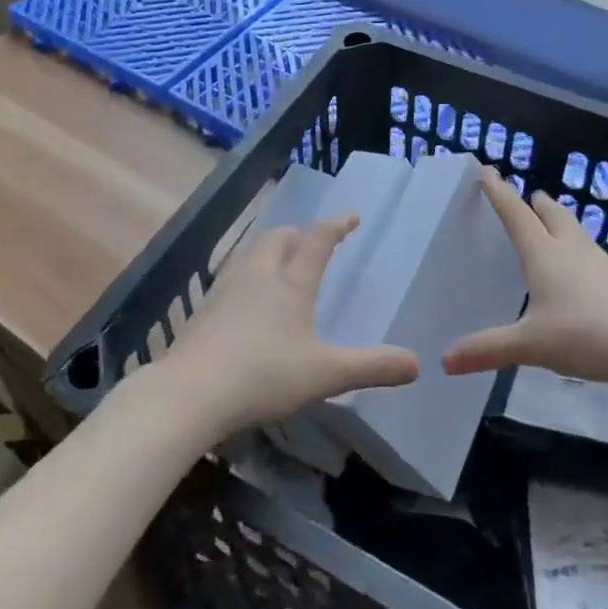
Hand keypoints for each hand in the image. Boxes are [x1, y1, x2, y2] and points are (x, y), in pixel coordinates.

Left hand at [156, 214, 418, 439]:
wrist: (191, 392)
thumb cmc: (264, 375)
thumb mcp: (325, 374)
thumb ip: (371, 367)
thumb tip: (416, 364)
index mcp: (292, 282)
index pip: (318, 240)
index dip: (336, 226)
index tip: (351, 217)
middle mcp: (260, 273)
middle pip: (280, 237)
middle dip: (300, 234)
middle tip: (312, 242)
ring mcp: (228, 287)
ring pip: (253, 252)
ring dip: (271, 249)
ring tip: (280, 262)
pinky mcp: (205, 307)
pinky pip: (233, 275)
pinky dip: (249, 273)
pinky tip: (246, 298)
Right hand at [443, 166, 607, 386]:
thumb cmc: (583, 334)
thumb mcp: (530, 345)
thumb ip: (488, 350)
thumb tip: (445, 361)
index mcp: (542, 252)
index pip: (515, 213)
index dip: (499, 192)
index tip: (487, 171)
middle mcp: (568, 246)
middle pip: (550, 212)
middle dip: (534, 203)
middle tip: (523, 200)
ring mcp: (596, 260)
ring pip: (572, 228)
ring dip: (557, 221)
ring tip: (547, 227)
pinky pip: (587, 250)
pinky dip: (574, 247)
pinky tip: (575, 269)